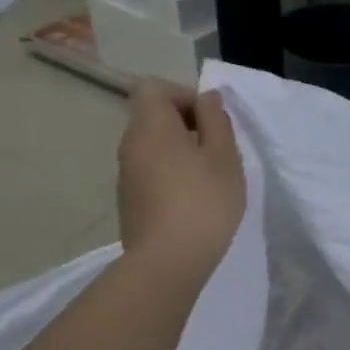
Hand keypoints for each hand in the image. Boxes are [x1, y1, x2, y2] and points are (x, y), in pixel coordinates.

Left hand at [116, 83, 245, 276]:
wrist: (167, 262)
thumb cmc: (203, 201)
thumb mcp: (224, 156)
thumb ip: (216, 120)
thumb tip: (207, 98)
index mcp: (151, 126)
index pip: (154, 88)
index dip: (184, 95)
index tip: (210, 120)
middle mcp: (130, 144)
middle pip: (153, 116)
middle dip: (186, 124)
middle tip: (217, 150)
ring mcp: (126, 174)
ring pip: (153, 146)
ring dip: (180, 152)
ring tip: (209, 178)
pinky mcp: (128, 200)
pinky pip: (150, 171)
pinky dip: (171, 174)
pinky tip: (193, 201)